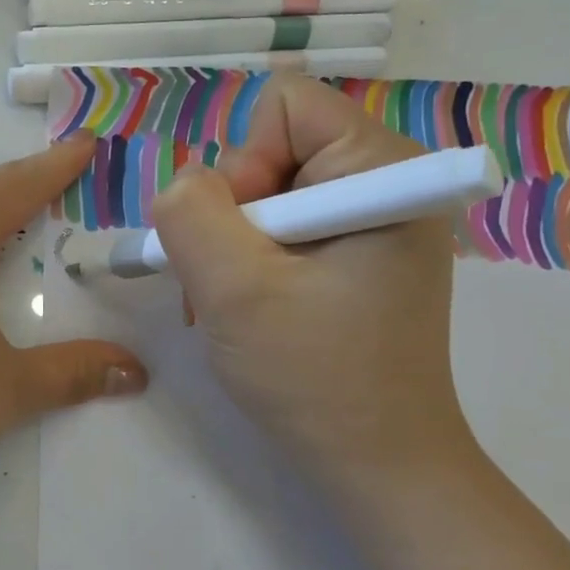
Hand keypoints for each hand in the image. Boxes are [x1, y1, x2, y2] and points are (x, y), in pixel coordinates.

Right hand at [150, 76, 476, 489]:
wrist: (375, 464)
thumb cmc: (313, 374)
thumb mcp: (234, 288)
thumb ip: (191, 212)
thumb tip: (185, 183)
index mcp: (381, 169)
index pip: (285, 106)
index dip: (245, 163)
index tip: (247, 235)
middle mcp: (385, 181)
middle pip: (270, 149)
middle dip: (232, 214)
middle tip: (228, 280)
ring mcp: (371, 220)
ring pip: (263, 193)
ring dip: (229, 247)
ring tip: (230, 305)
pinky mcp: (355, 254)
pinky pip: (278, 228)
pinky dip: (247, 264)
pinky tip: (246, 309)